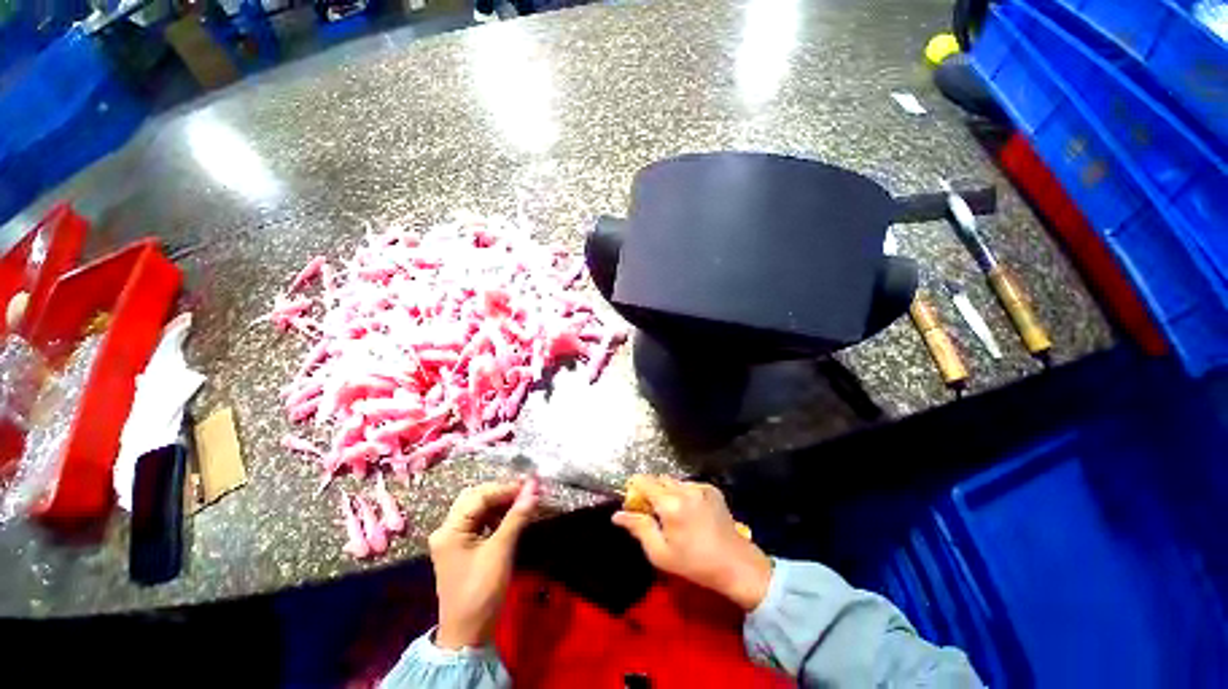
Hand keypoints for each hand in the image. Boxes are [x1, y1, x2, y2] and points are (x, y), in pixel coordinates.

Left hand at [428, 478, 539, 648]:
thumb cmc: (481, 592)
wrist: (468, 634)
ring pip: (478, 508)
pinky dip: (496, 515)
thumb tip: (534, 489)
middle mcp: (447, 529)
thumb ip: (516, 517)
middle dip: (502, 492)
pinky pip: (479, 521)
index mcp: (450, 530)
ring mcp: (453, 538)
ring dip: (500, 502)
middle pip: (475, 498)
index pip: (479, 496)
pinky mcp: (462, 546)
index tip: (531, 486)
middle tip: (527, 491)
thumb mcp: (500, 552)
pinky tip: (512, 517)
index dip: (506, 488)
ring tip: (523, 501)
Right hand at [612, 475, 772, 610]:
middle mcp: (684, 489)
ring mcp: (700, 487)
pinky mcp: (712, 489)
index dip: (634, 488)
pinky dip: (683, 494)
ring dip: (668, 492)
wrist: (735, 564)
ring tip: (674, 515)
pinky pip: (689, 485)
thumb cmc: (694, 563)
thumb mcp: (660, 553)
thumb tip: (617, 515)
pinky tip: (691, 513)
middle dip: (651, 491)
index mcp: (670, 503)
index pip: (644, 481)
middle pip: (658, 479)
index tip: (634, 502)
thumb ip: (638, 528)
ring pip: (674, 481)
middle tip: (653, 513)